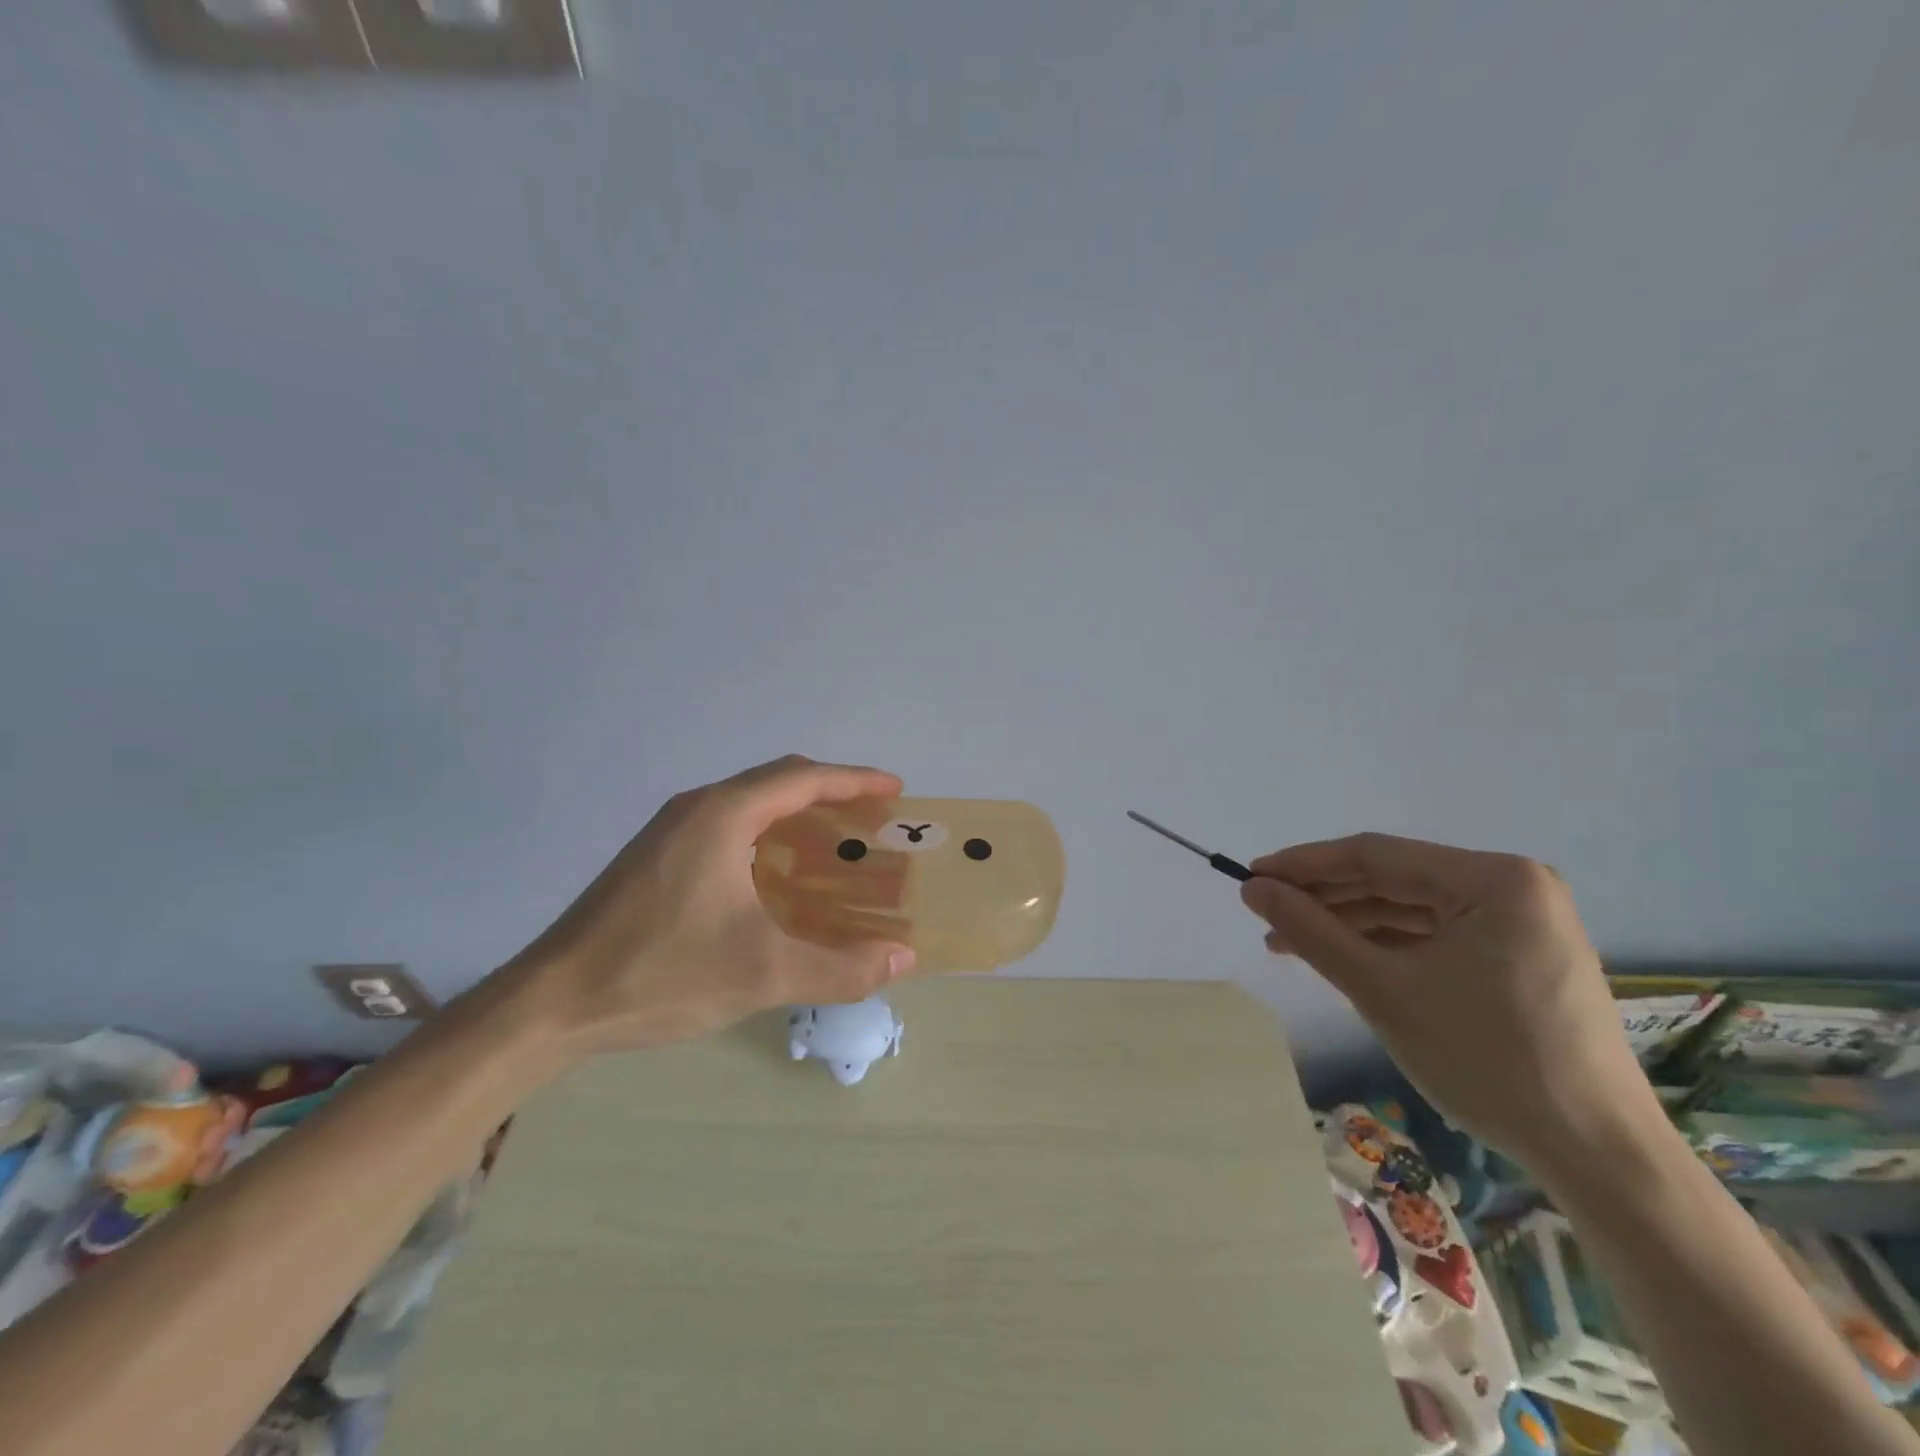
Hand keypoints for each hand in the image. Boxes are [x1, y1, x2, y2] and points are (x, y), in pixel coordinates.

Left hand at [505, 756, 917, 1056]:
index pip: (803, 778)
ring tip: (835, 845)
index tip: (896, 790)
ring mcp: (670, 831)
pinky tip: (778, 877)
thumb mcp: (762, 974)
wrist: (550, 1004)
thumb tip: (904, 958)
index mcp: (722, 815)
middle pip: (778, 782)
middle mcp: (697, 809)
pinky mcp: (655, 857)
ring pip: (749, 804)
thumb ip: (839, 968)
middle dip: (831, 794)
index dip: (855, 781)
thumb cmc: (660, 973)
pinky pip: (728, 827)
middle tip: (873, 820)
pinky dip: (767, 836)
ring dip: (797, 815)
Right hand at [1239, 834, 1665, 1173]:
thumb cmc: (1486, 1060)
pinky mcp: (1521, 954)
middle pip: (1394, 879)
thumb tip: (1254, 888)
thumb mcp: (1382, 989)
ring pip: (1412, 908)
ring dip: (1350, 923)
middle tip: (1265, 914)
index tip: (1250, 876)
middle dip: (1325, 898)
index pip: (1375, 855)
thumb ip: (1311, 931)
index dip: (1304, 864)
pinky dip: (1387, 945)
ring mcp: (1522, 921)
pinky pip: (1437, 934)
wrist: (1597, 1155)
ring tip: (1290, 943)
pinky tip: (1344, 958)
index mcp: (1494, 878)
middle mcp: (1514, 885)